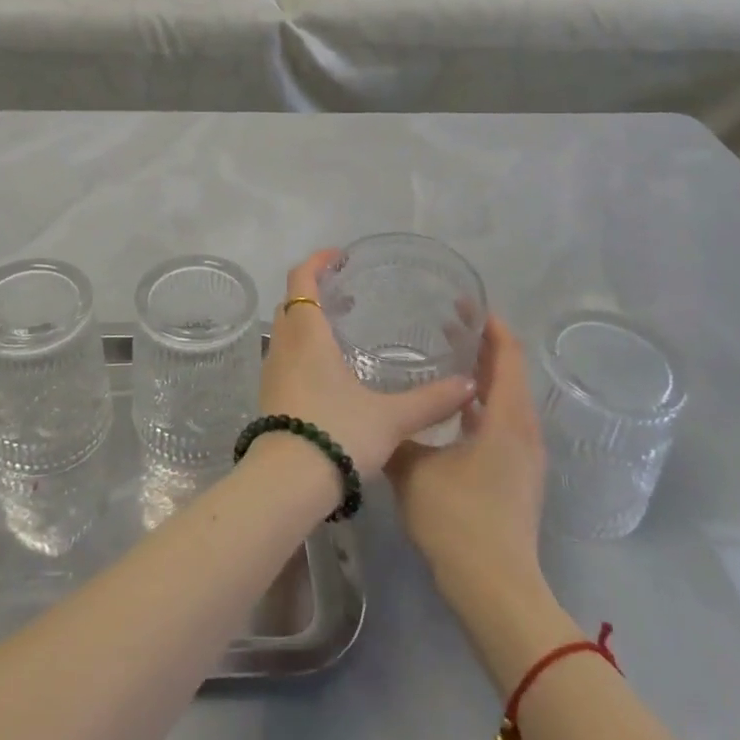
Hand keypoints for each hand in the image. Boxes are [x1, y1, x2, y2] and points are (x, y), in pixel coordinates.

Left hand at [259, 250, 475, 478]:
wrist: (285, 483)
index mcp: (307, 335)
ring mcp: (272, 372)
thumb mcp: (390, 418)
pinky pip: (285, 356)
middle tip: (347, 292)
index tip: (338, 256)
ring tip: (342, 330)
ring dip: (308, 320)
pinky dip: (304, 347)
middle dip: (315, 290)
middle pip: (291, 302)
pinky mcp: (270, 396)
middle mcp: (284, 346)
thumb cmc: (337, 434)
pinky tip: (330, 371)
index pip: (301, 280)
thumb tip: (470, 384)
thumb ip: (431, 401)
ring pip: (286, 331)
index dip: (317, 262)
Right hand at [386, 314, 546, 587]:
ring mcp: (524, 457)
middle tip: (447, 321)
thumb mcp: (413, 468)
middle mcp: (523, 431)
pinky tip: (450, 409)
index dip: (490, 325)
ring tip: (447, 355)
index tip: (465, 301)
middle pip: (510, 374)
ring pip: (506, 400)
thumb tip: (375, 411)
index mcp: (507, 418)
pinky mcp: (516, 476)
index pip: (507, 355)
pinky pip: (502, 423)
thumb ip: (397, 432)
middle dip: (483, 345)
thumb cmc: (457, 519)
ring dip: (482, 375)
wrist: (496, 590)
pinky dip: (480, 404)